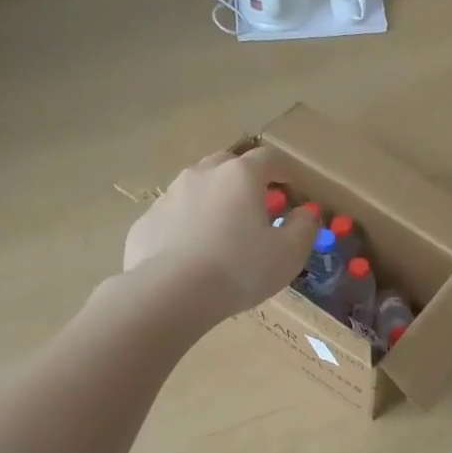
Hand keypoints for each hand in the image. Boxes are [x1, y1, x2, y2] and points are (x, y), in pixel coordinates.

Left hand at [124, 147, 317, 317]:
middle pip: (228, 164)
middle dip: (245, 178)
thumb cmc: (239, 269)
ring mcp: (169, 196)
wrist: (170, 294)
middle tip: (256, 204)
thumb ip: (304, 228)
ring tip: (222, 229)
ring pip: (197, 187)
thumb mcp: (288, 253)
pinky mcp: (146, 222)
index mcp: (240, 176)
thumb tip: (305, 213)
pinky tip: (192, 252)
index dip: (284, 169)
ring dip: (214, 199)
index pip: (269, 158)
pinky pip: (174, 215)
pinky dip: (187, 224)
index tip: (292, 186)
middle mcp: (202, 175)